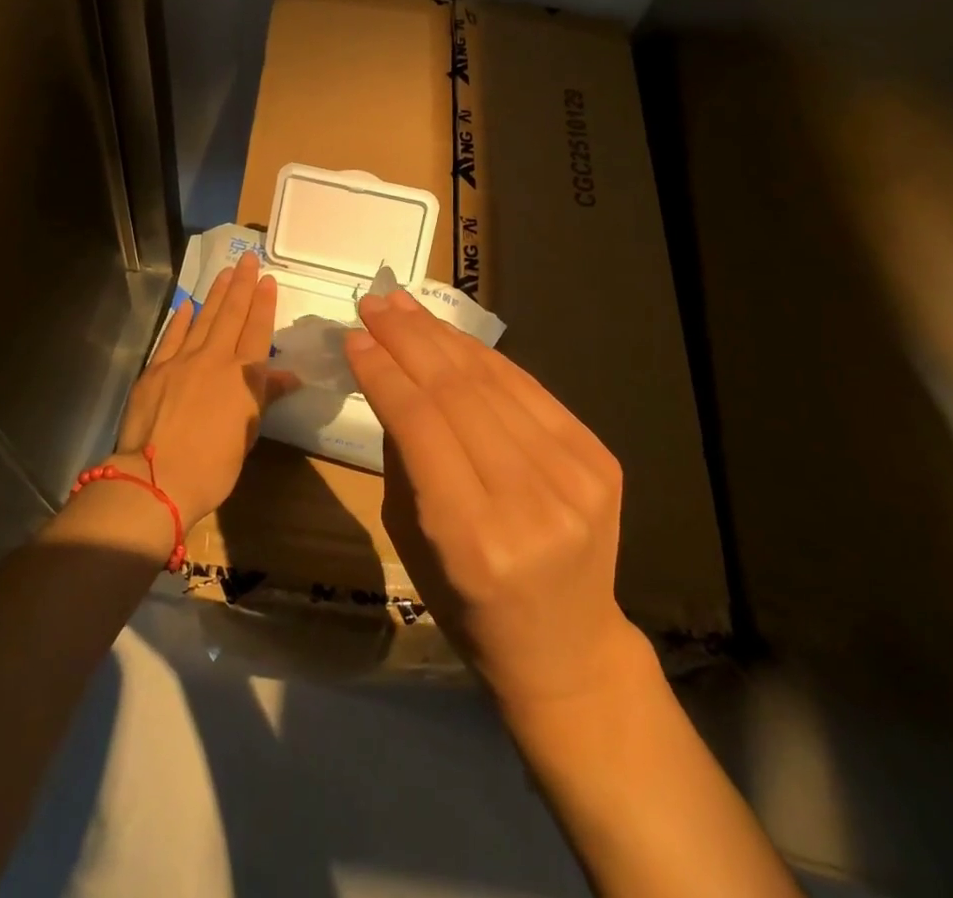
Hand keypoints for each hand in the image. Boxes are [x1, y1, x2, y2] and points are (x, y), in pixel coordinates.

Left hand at [111, 251, 288, 530]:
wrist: (157, 478)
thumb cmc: (213, 465)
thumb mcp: (248, 434)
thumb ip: (264, 396)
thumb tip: (289, 376)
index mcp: (241, 376)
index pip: (257, 330)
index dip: (263, 303)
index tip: (267, 278)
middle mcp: (213, 359)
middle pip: (230, 314)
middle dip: (241, 284)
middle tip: (246, 258)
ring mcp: (181, 361)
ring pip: (202, 318)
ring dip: (214, 293)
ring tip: (224, 271)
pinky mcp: (154, 370)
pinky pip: (171, 337)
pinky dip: (181, 319)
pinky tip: (187, 305)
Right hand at [345, 288, 636, 713]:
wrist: (567, 648)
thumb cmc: (467, 606)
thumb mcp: (411, 538)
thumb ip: (404, 454)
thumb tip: (388, 373)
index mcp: (472, 539)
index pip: (420, 424)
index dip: (383, 371)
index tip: (353, 337)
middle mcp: (530, 503)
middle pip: (457, 391)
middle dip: (407, 338)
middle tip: (372, 304)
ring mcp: (574, 477)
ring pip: (493, 380)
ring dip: (441, 335)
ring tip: (404, 305)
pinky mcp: (599, 459)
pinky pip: (527, 389)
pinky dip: (483, 357)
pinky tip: (450, 335)